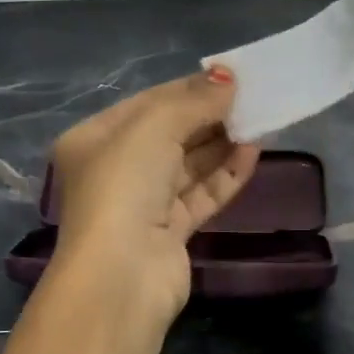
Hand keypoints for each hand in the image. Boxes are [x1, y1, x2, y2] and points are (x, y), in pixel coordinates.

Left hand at [48, 68, 261, 326]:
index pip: (148, 103)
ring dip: (222, 143)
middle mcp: (115, 169)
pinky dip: (225, 174)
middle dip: (209, 116)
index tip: (231, 78)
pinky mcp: (169, 232)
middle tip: (251, 99)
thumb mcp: (154, 127)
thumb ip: (194, 101)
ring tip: (259, 122)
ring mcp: (142, 204)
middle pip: (170, 134)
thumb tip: (228, 78)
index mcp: (94, 139)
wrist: (121, 275)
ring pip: (188, 165)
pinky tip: (253, 154)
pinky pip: (201, 194)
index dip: (189, 88)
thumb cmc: (125, 185)